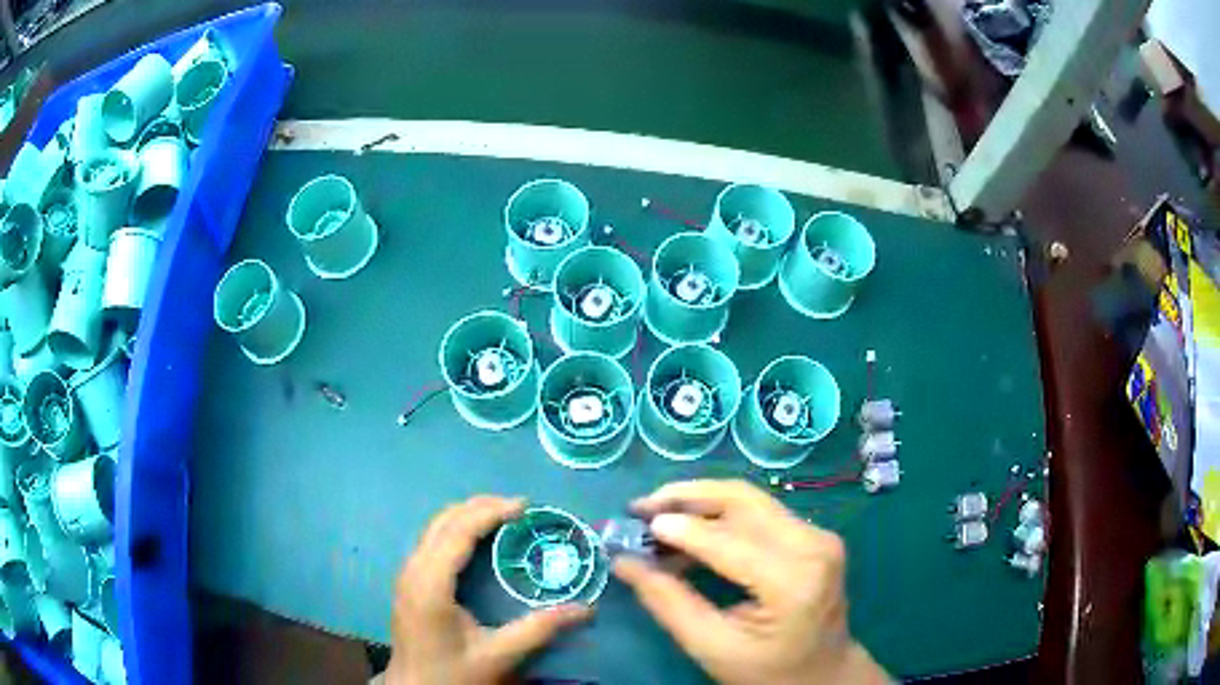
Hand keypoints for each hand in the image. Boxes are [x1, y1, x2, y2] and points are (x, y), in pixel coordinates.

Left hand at [386, 496, 591, 684]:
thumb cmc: (453, 674)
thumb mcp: (498, 656)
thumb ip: (539, 630)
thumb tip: (585, 610)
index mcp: (430, 585)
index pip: (458, 532)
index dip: (490, 512)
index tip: (525, 506)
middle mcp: (413, 570)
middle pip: (443, 521)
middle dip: (481, 507)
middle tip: (521, 509)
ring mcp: (407, 574)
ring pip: (434, 527)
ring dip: (468, 516)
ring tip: (505, 518)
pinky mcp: (409, 582)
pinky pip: (432, 541)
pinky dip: (458, 530)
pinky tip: (479, 541)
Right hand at [615, 480, 888, 684]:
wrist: (823, 673)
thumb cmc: (767, 671)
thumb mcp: (711, 646)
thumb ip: (667, 602)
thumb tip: (624, 560)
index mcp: (794, 581)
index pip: (730, 541)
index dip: (680, 529)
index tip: (633, 522)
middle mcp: (813, 545)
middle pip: (742, 500)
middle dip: (686, 497)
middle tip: (641, 506)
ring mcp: (818, 535)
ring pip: (750, 499)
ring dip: (700, 501)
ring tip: (657, 514)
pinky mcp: (814, 535)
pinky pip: (760, 512)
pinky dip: (720, 514)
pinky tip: (689, 528)